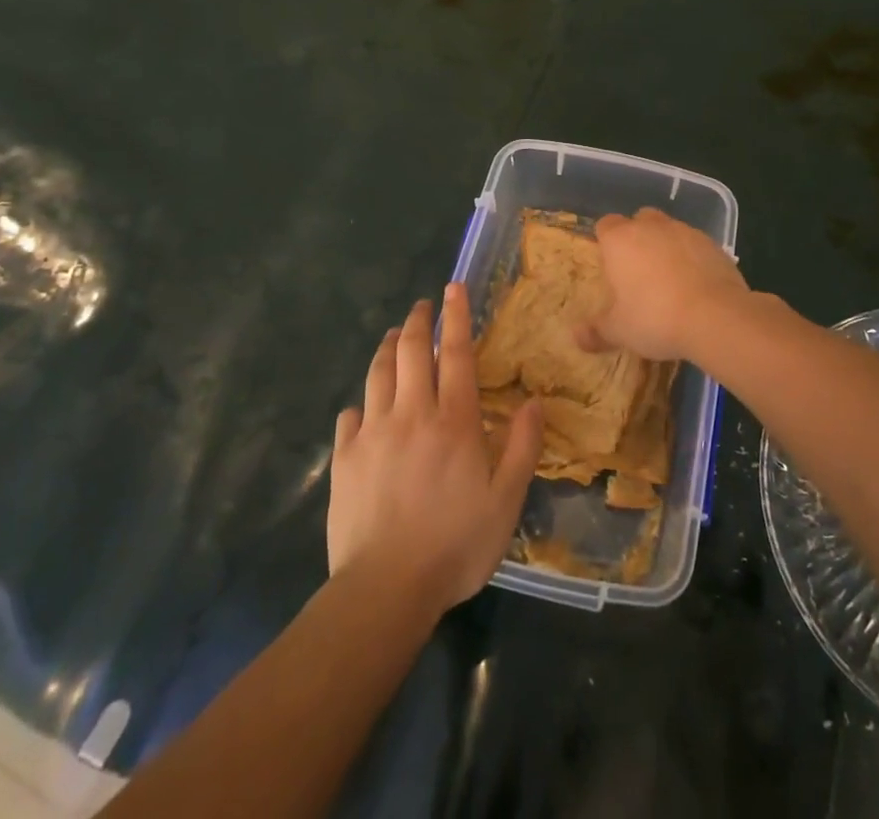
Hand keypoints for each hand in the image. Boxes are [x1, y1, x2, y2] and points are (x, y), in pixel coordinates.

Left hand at [328, 284, 542, 615]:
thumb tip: (534, 400)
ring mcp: (373, 433)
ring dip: (387, 348)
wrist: (385, 589)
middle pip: (409, 351)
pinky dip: (360, 401)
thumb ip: (523, 446)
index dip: (455, 316)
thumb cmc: (455, 545)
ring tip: (392, 337)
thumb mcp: (506, 501)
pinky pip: (350, 415)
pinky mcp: (344, 458)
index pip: (454, 353)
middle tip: (422, 307)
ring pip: (377, 373)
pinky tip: (363, 406)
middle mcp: (411, 413)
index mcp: (453, 420)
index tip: (452, 287)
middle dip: (416, 321)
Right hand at [580, 208, 751, 361]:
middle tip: (638, 271)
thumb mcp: (619, 330)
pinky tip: (695, 285)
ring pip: (669, 230)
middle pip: (639, 220)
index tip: (609, 265)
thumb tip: (577, 336)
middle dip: (637, 238)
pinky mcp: (713, 244)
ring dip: (666, 247)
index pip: (605, 225)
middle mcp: (651, 227)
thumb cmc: (655, 318)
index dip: (606, 242)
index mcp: (621, 240)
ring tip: (669, 281)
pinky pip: (695, 245)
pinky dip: (692, 258)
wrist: (715, 316)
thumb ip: (597, 331)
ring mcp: (685, 231)